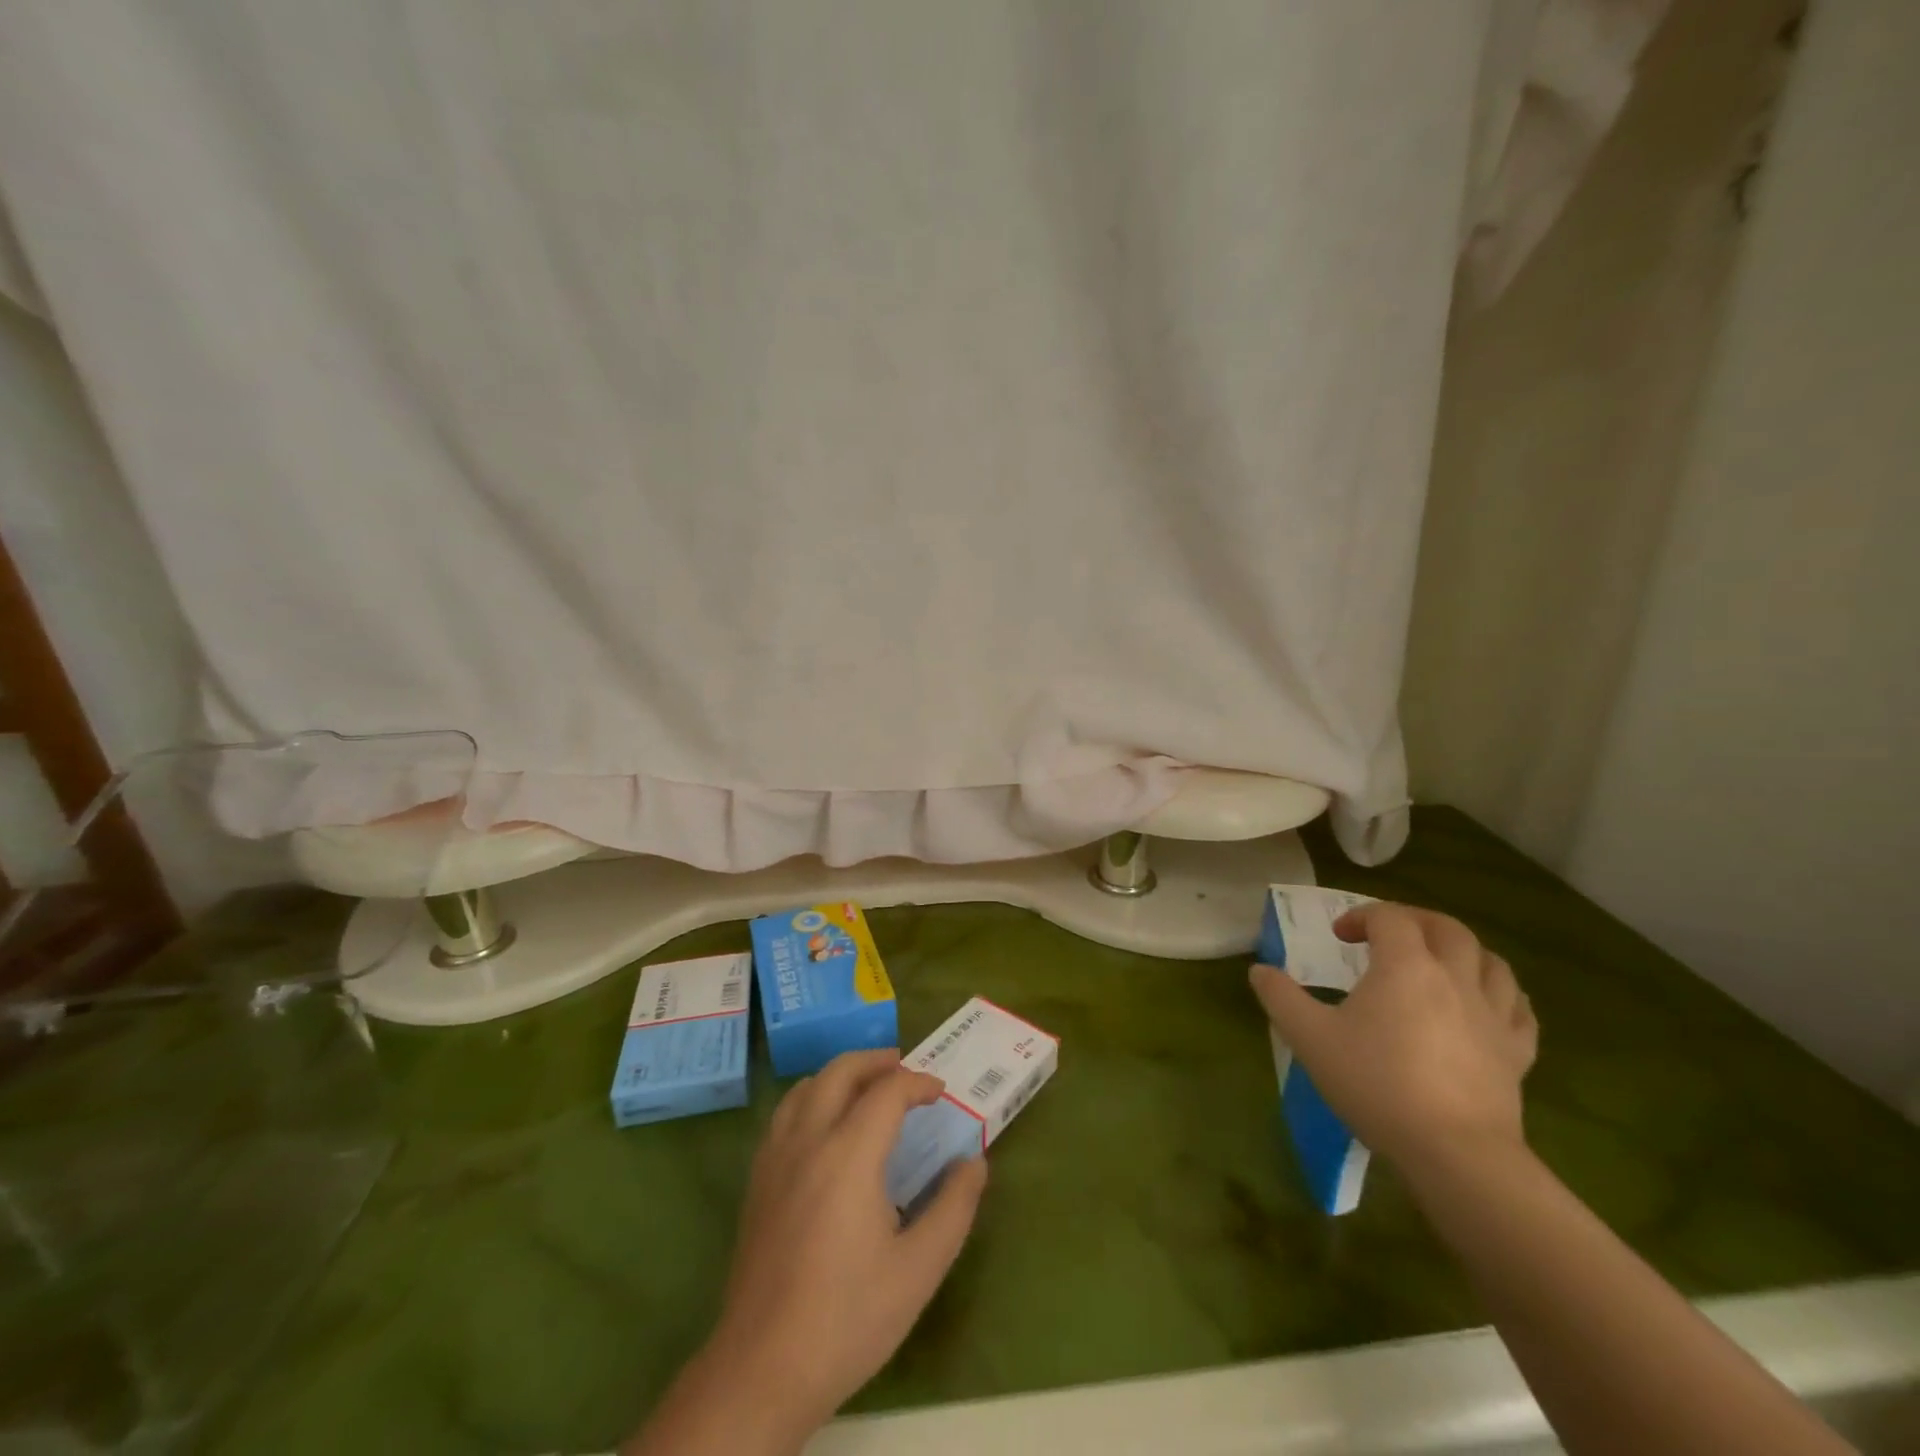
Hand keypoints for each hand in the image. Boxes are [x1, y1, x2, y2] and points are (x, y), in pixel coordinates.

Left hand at [637, 1050, 986, 1453]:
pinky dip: (812, 1098)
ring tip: (867, 1089)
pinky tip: (825, 1127)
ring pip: (806, 1087)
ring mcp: (775, 1158)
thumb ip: (954, 1207)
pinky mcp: (757, 1181)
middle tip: (905, 1069)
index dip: (918, 1084)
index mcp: (848, 1154)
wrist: (762, 1370)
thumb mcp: (919, 1269)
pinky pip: (785, 1114)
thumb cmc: (849, 1318)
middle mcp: (808, 1140)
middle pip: (840, 1072)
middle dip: (876, 1062)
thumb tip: (974, 1162)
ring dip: (841, 1075)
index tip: (940, 1093)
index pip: (887, 1092)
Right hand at [1249, 902, 1537, 1173]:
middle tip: (1389, 936)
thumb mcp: (1310, 1037)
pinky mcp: (1516, 1052)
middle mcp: (1454, 977)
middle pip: (1446, 927)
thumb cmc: (1376, 1083)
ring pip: (1491, 961)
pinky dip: (1500, 994)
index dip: (1361, 916)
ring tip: (1439, 963)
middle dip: (1415, 921)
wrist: (1454, 1153)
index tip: (1339, 937)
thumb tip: (1259, 970)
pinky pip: (1518, 1008)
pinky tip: (1485, 1005)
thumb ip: (1281, 997)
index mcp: (1406, 966)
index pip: (1389, 917)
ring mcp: (1493, 1015)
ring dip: (1462, 951)